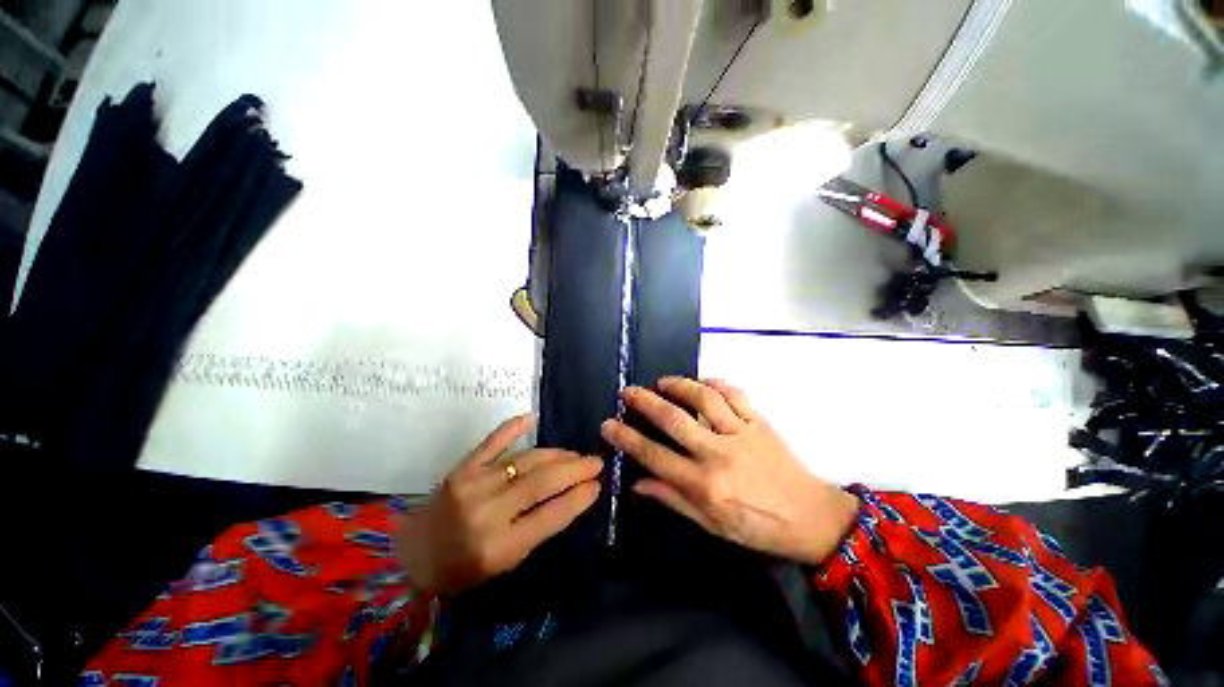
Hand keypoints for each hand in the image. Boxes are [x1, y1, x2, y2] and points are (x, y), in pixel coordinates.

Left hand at [395, 415, 601, 594]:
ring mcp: (474, 485)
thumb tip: (572, 496)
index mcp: (500, 547)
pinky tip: (532, 418)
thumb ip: (538, 530)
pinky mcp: (462, 468)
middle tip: (596, 462)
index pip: (552, 515)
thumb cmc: (463, 569)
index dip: (580, 497)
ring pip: (527, 460)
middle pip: (543, 481)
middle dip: (576, 469)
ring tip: (575, 454)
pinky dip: (513, 427)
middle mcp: (488, 512)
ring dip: (557, 454)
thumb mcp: (506, 564)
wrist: (413, 555)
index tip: (598, 484)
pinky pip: (493, 441)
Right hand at [601, 377, 858, 565]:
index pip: (654, 455)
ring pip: (703, 399)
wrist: (812, 518)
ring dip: (678, 385)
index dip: (627, 438)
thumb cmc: (757, 527)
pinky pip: (735, 394)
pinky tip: (702, 381)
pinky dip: (715, 383)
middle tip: (628, 391)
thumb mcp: (711, 525)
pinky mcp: (759, 421)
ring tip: (662, 381)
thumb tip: (637, 483)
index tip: (609, 424)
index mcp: (704, 484)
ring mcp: (741, 433)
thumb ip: (672, 499)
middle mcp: (718, 453)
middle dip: (645, 402)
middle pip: (673, 419)